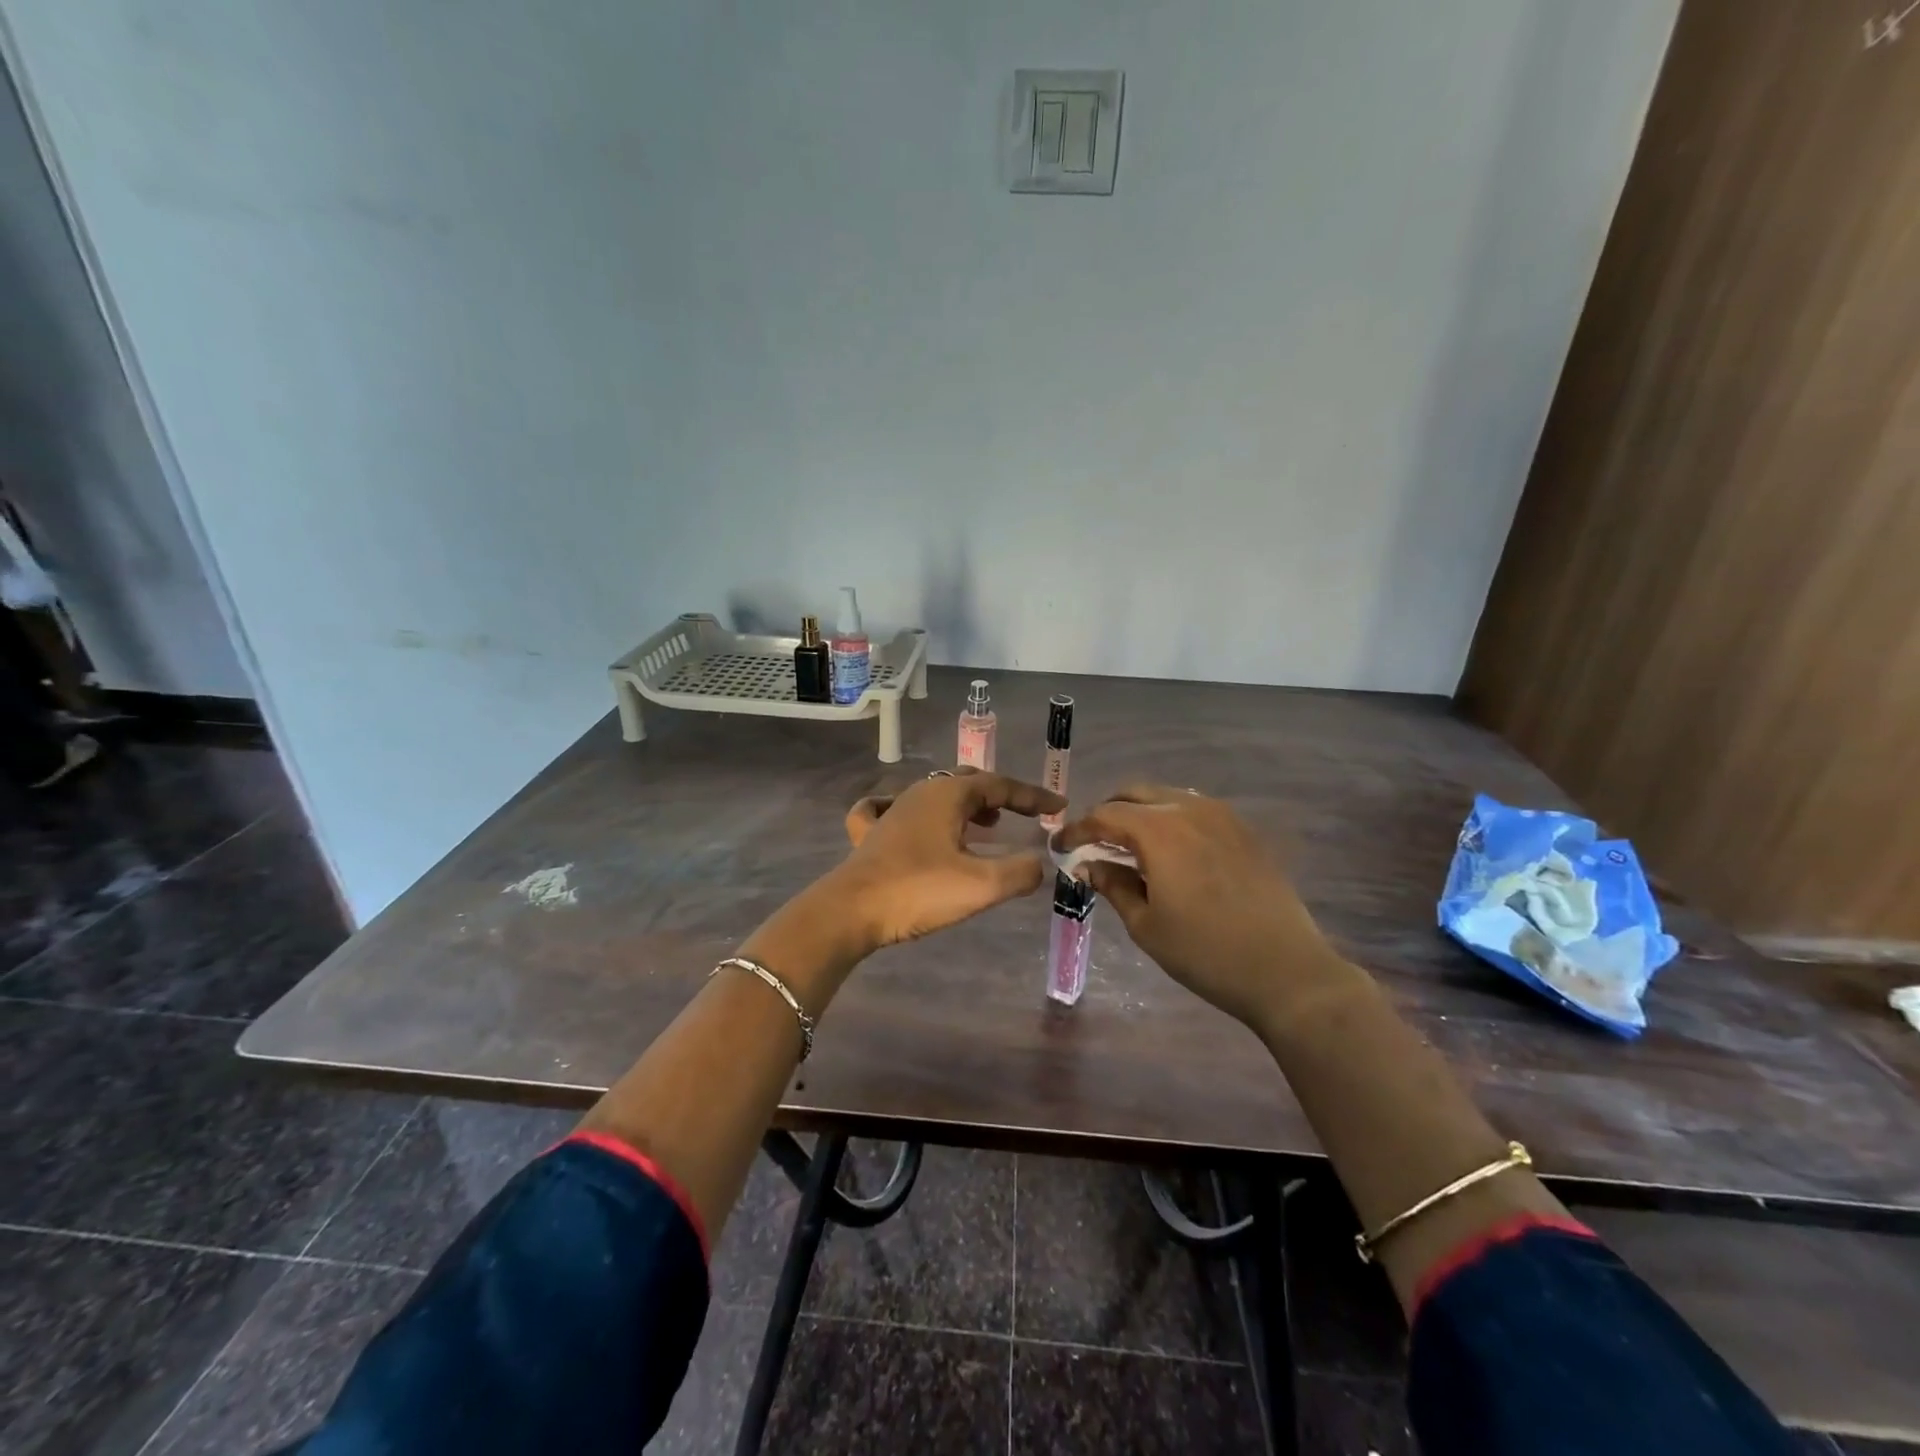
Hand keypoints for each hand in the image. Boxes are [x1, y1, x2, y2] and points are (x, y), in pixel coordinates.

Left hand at [836, 770, 1065, 950]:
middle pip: (968, 783)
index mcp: (948, 795)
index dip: (1032, 796)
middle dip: (1001, 796)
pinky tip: (910, 818)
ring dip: (967, 805)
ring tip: (988, 824)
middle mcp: (920, 792)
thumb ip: (1020, 872)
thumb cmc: (918, 891)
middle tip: (1024, 815)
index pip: (1000, 785)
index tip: (1059, 806)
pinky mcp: (869, 834)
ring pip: (937, 795)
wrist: (849, 911)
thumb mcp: (981, 886)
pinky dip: (915, 812)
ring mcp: (891, 810)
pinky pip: (893, 809)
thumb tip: (1038, 863)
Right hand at [1054, 785, 1349, 1028]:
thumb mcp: (1146, 925)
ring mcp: (1222, 816)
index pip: (1104, 815)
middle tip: (1094, 842)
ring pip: (1167, 796)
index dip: (1077, 829)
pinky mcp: (1244, 830)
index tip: (1060, 846)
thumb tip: (1087, 865)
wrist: (1286, 970)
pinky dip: (1171, 819)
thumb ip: (1113, 885)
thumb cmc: (1205, 952)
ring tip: (1130, 845)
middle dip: (1107, 813)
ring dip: (1141, 812)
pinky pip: (1195, 809)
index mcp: (1159, 830)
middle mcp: (1189, 809)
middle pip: (1134, 794)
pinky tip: (1170, 850)